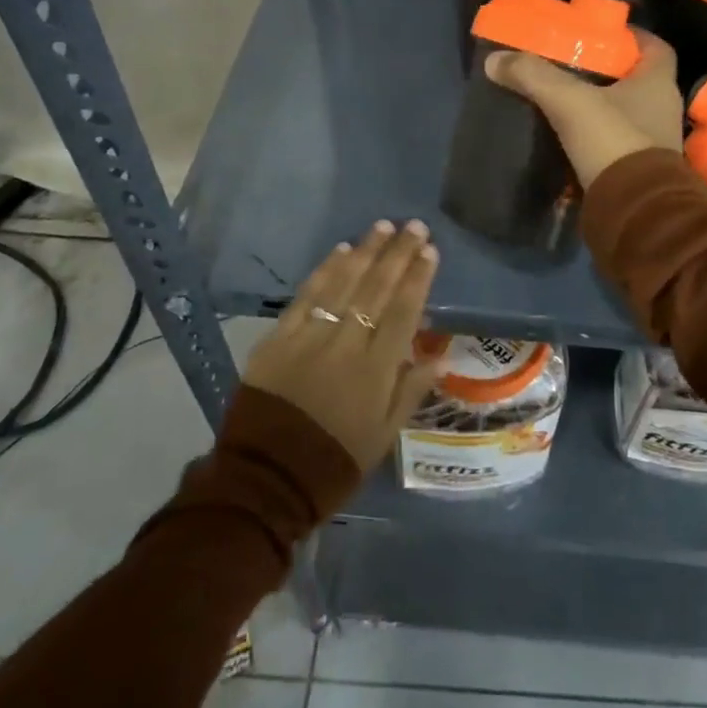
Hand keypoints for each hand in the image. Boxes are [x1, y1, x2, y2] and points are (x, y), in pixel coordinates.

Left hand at [242, 221, 443, 471]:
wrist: (265, 481)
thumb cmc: (334, 463)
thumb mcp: (383, 436)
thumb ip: (411, 390)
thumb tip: (440, 356)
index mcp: (377, 370)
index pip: (404, 311)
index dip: (418, 278)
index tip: (430, 250)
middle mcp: (346, 344)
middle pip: (377, 289)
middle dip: (398, 254)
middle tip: (414, 226)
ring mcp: (310, 336)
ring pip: (344, 283)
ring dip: (366, 251)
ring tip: (383, 227)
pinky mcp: (278, 337)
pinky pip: (307, 296)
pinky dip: (325, 270)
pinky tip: (341, 250)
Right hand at [486, 29, 683, 190]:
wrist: (635, 213)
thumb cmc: (613, 141)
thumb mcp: (569, 101)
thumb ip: (534, 76)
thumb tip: (495, 59)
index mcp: (658, 83)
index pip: (654, 46)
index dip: (630, 36)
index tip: (599, 34)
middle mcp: (663, 109)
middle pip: (635, 79)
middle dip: (605, 71)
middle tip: (569, 64)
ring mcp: (654, 143)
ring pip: (624, 111)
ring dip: (599, 105)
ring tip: (562, 98)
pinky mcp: (639, 170)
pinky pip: (616, 142)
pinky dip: (595, 135)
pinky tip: (567, 134)